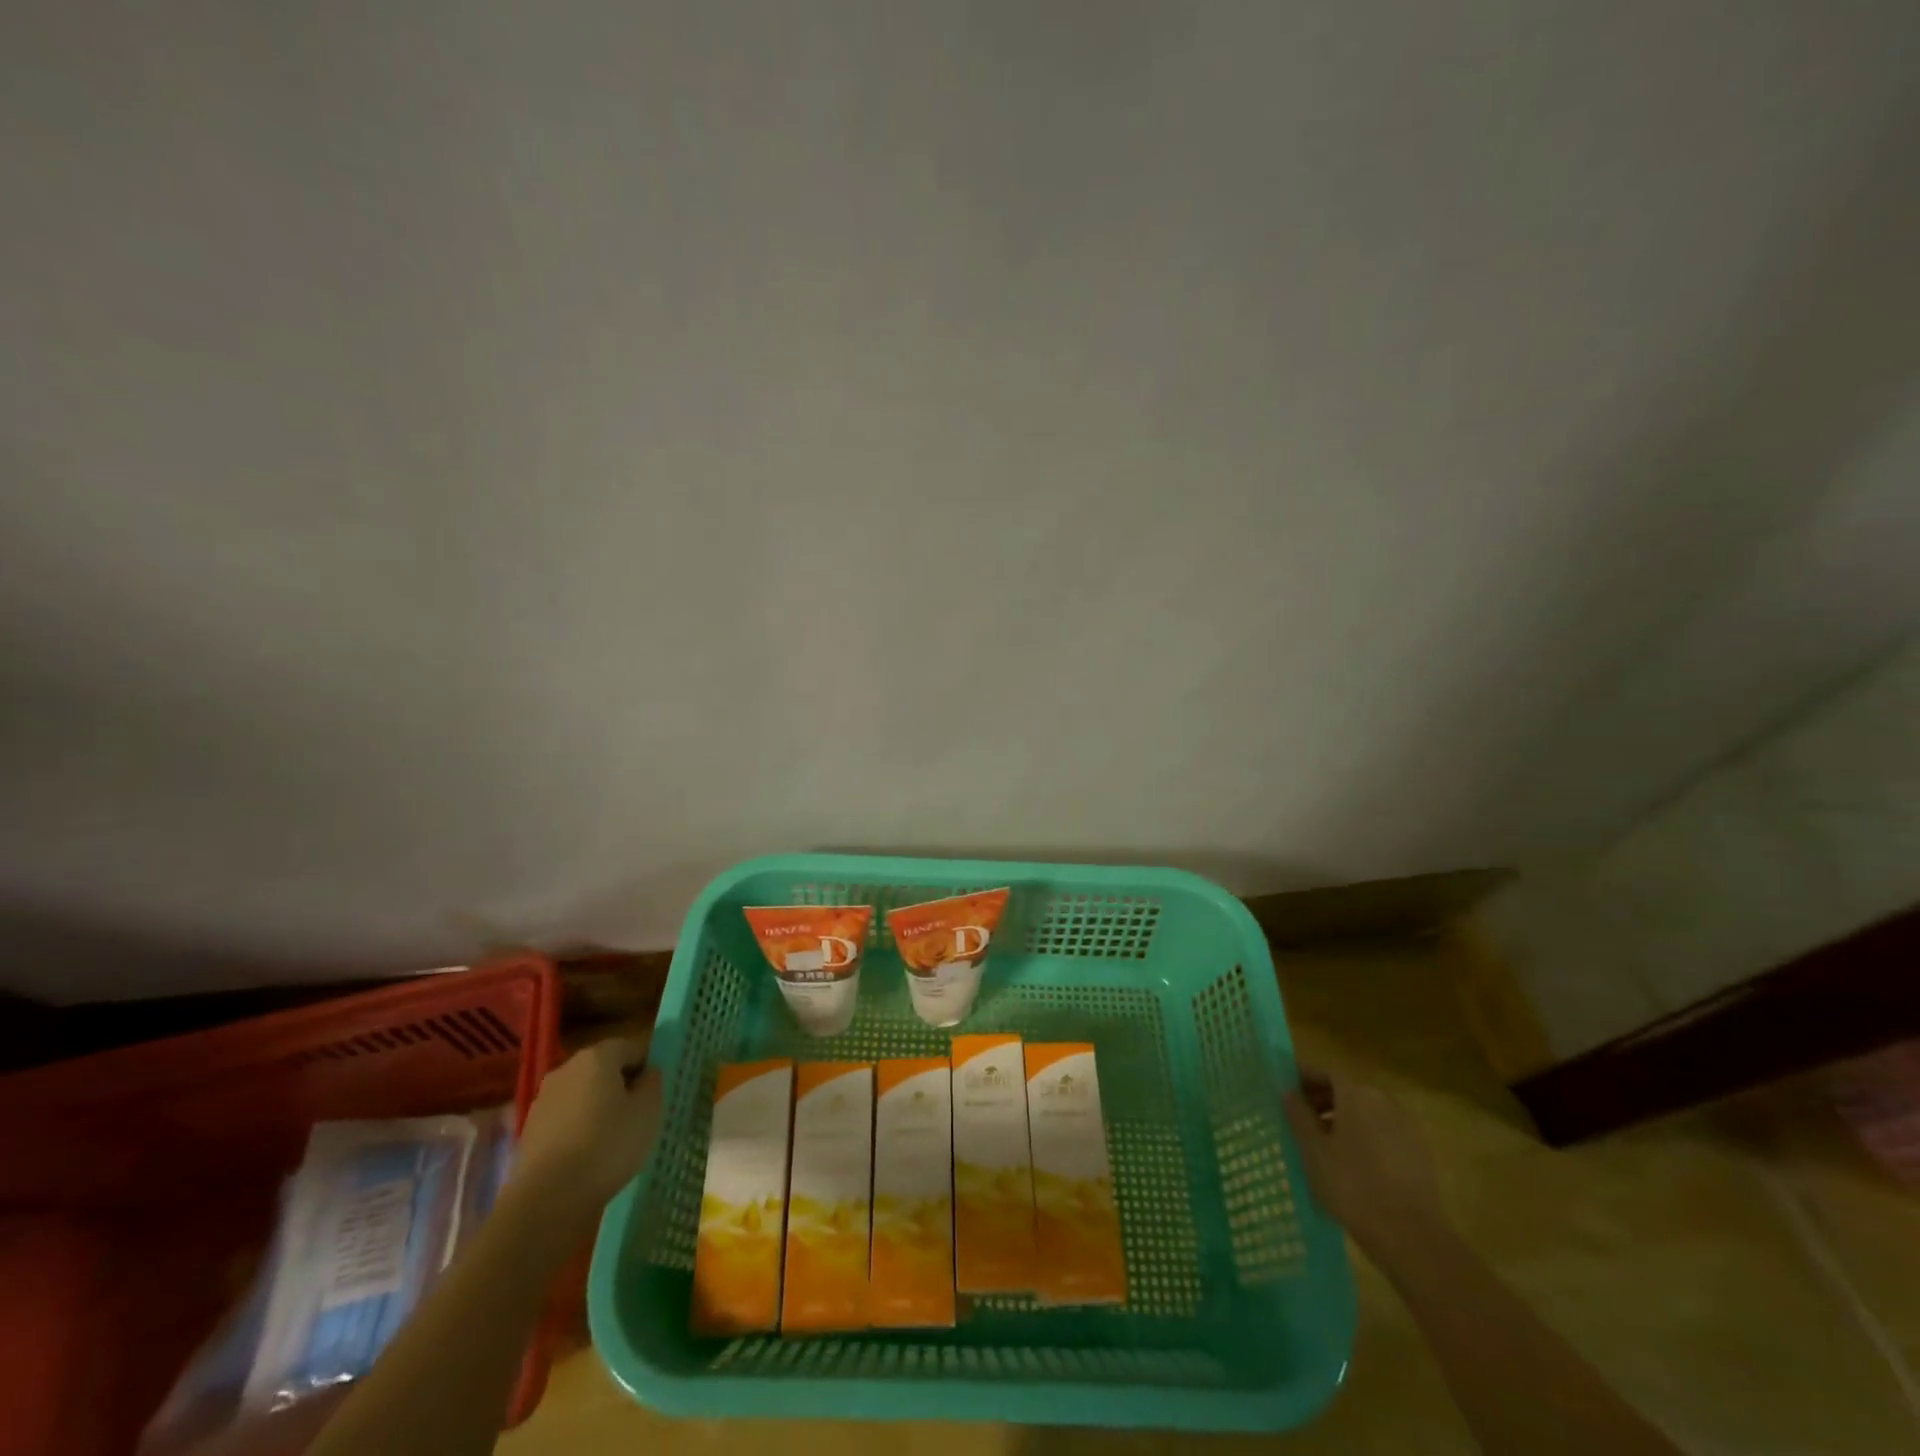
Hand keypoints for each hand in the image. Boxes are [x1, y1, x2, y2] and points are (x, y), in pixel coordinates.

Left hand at [513, 1037, 664, 1212]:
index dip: (645, 1067)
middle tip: (636, 1115)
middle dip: (620, 1086)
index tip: (653, 1094)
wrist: (547, 1199)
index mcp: (597, 1056)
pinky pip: (564, 1119)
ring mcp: (543, 1100)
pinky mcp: (529, 1131)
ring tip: (611, 1139)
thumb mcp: (649, 1111)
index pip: (630, 1047)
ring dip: (597, 1108)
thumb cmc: (608, 1145)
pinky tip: (587, 1156)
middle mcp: (566, 1069)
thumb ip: (652, 1083)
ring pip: (581, 1094)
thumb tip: (647, 1074)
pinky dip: (577, 1129)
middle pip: (602, 1069)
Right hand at [1283, 1066, 1445, 1256]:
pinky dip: (1363, 1135)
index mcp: (1357, 1094)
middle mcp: (1384, 1101)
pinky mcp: (1419, 1152)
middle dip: (1322, 1098)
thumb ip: (1298, 1115)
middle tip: (1299, 1116)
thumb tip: (1289, 1091)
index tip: (1286, 1089)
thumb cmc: (1353, 1186)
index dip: (1304, 1077)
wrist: (1412, 1237)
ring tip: (1322, 1142)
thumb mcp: (1313, 1150)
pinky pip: (1382, 1131)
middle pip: (1348, 1089)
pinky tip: (1350, 1161)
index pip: (1326, 1072)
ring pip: (1366, 1111)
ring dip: (1342, 1118)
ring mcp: (1406, 1127)